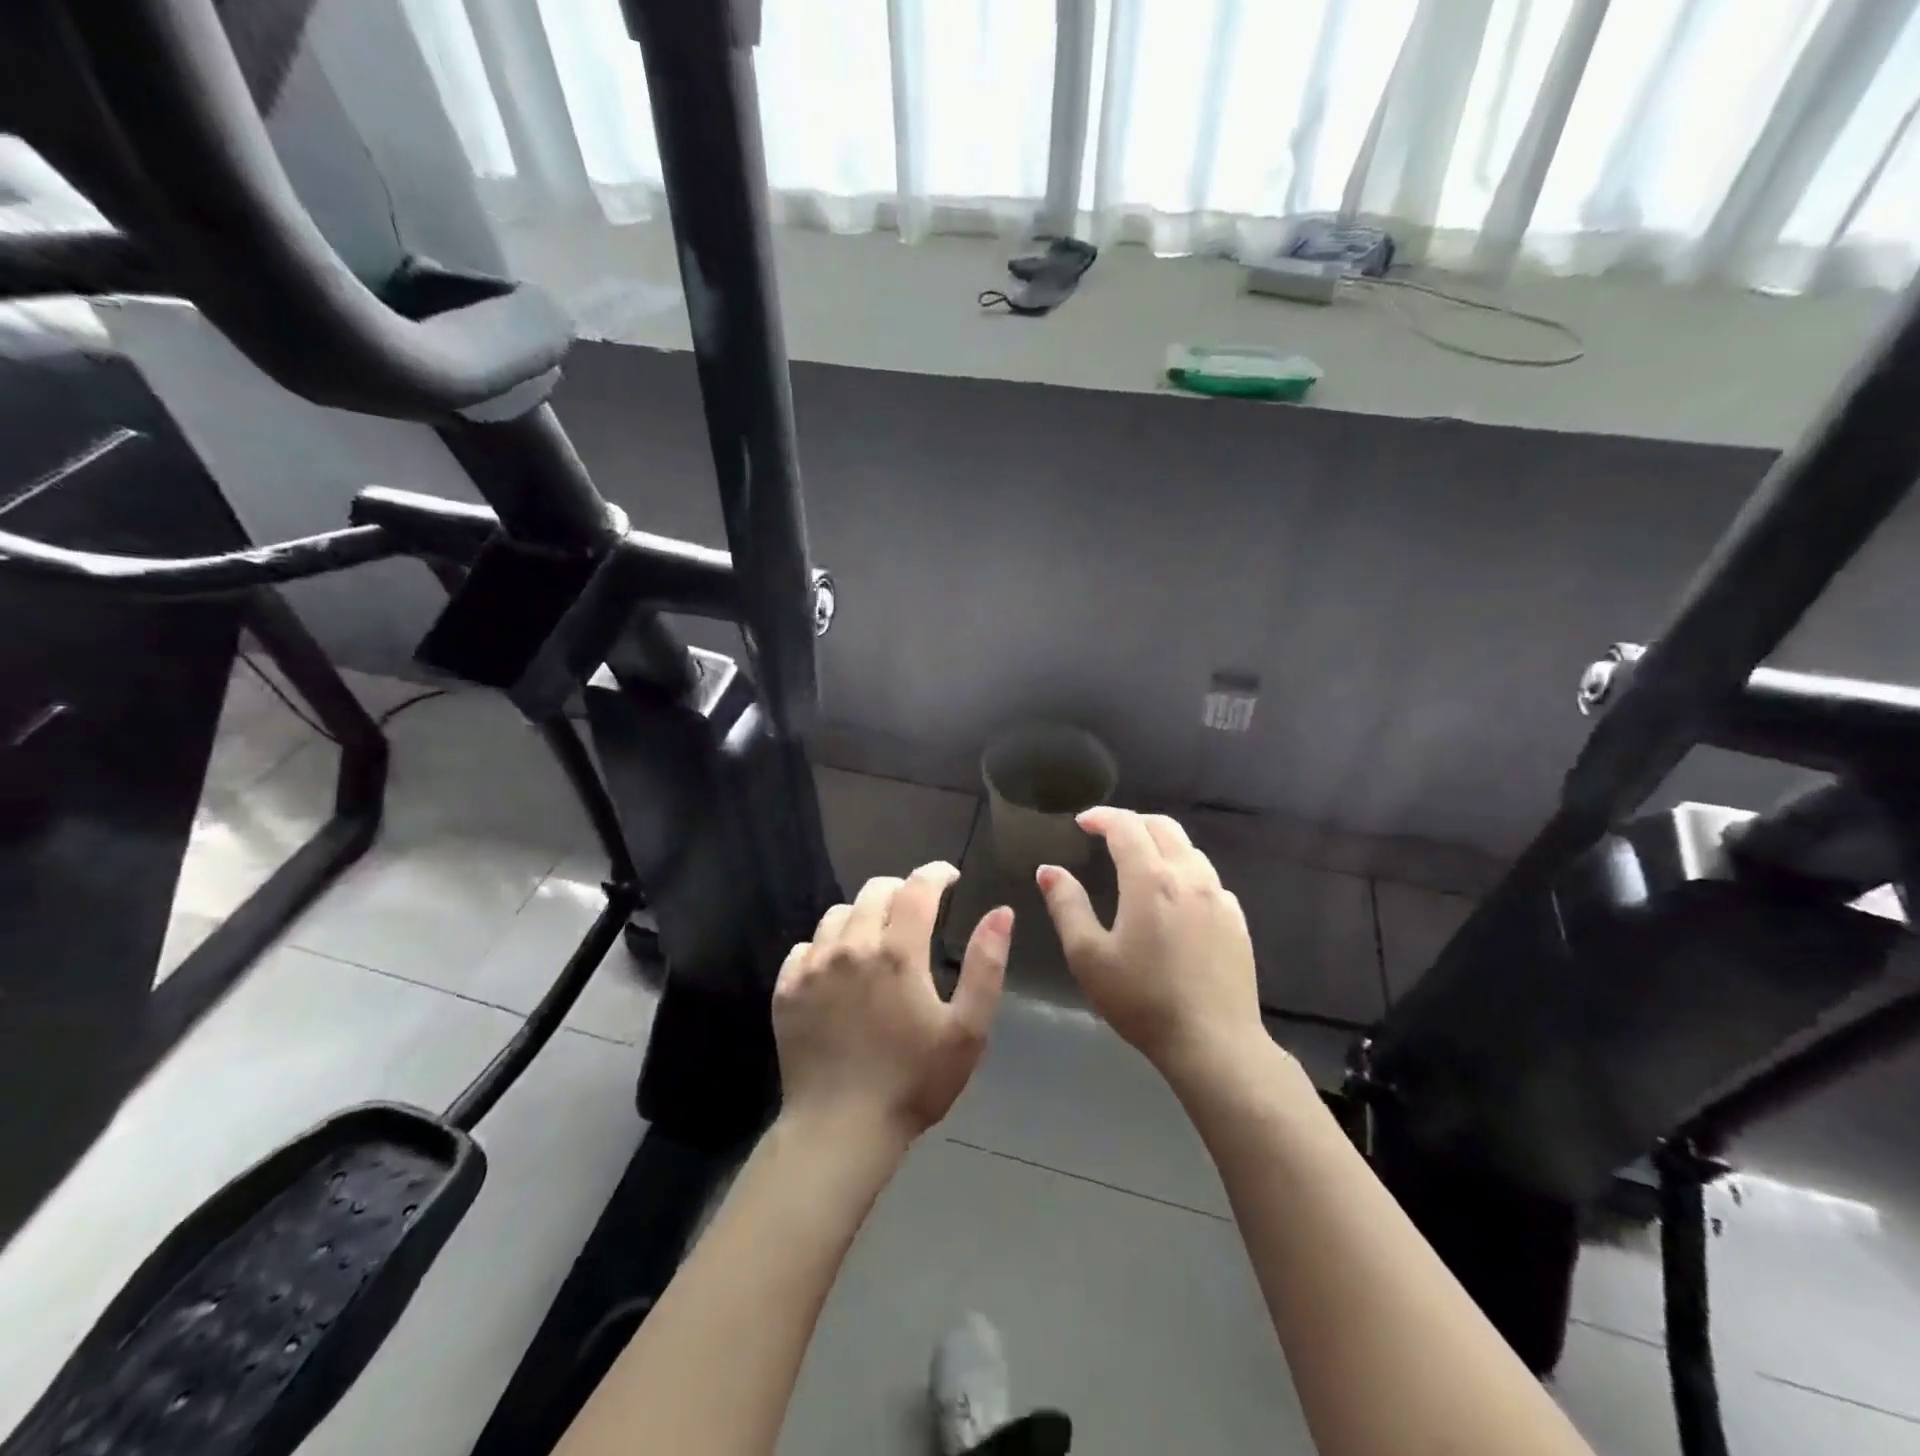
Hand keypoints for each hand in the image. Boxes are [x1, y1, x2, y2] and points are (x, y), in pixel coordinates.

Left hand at [774, 862, 1010, 1141]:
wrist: (840, 1130)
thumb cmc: (913, 1083)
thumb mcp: (967, 1030)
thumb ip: (986, 966)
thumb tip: (1002, 912)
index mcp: (897, 952)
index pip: (917, 888)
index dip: (936, 874)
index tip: (949, 877)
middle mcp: (851, 947)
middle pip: (875, 891)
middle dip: (901, 890)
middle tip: (916, 910)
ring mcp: (812, 966)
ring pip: (838, 914)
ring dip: (863, 915)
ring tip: (876, 938)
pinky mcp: (786, 988)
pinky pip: (806, 946)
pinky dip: (826, 946)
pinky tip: (838, 970)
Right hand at [1037, 808, 1263, 1077]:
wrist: (1214, 1043)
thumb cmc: (1142, 1000)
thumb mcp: (1088, 956)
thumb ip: (1067, 906)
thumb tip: (1048, 870)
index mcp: (1151, 879)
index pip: (1126, 826)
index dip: (1101, 817)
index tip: (1082, 822)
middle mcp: (1189, 877)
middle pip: (1163, 827)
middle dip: (1132, 822)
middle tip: (1107, 834)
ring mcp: (1219, 898)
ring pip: (1189, 850)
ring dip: (1160, 844)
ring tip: (1139, 862)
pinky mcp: (1237, 920)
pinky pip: (1208, 879)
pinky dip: (1184, 872)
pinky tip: (1174, 899)